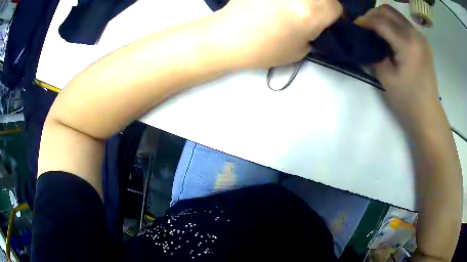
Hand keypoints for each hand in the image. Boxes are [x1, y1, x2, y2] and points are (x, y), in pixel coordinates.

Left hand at [214, 0, 341, 68]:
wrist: (227, 37)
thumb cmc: (264, 49)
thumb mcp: (300, 49)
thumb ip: (316, 32)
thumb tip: (322, 22)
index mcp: (312, 11)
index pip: (339, 7)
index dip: (338, 15)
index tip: (333, 20)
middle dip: (325, 5)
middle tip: (315, 14)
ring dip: (309, 2)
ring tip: (297, 10)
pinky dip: (288, 1)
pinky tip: (282, 5)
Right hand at [357, 5, 440, 127]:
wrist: (427, 113)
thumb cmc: (408, 100)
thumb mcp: (386, 78)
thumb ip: (373, 53)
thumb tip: (363, 40)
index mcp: (407, 43)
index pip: (379, 20)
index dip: (363, 21)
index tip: (354, 28)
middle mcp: (415, 33)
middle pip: (387, 10)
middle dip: (372, 16)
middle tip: (365, 29)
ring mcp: (420, 36)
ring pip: (395, 14)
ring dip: (382, 18)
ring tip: (376, 32)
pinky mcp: (423, 42)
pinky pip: (403, 23)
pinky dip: (393, 24)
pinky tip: (390, 37)